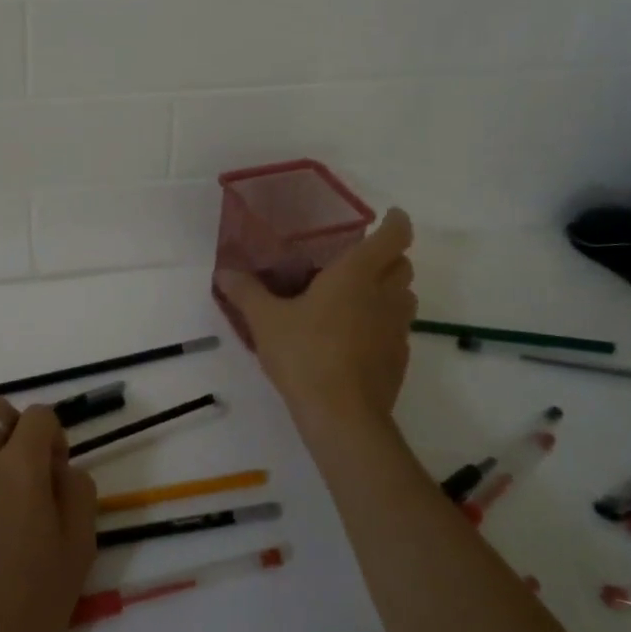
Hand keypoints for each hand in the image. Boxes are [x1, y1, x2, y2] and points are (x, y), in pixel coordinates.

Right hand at [217, 207, 417, 438]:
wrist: (342, 416)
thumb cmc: (305, 355)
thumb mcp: (266, 321)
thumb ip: (246, 292)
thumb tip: (224, 271)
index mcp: (356, 275)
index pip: (393, 237)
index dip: (396, 222)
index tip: (391, 215)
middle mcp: (384, 295)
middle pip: (404, 265)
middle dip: (391, 256)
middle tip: (362, 259)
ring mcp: (397, 329)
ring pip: (406, 297)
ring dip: (391, 289)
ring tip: (360, 296)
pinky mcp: (399, 359)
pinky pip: (399, 329)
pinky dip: (385, 323)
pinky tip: (357, 337)